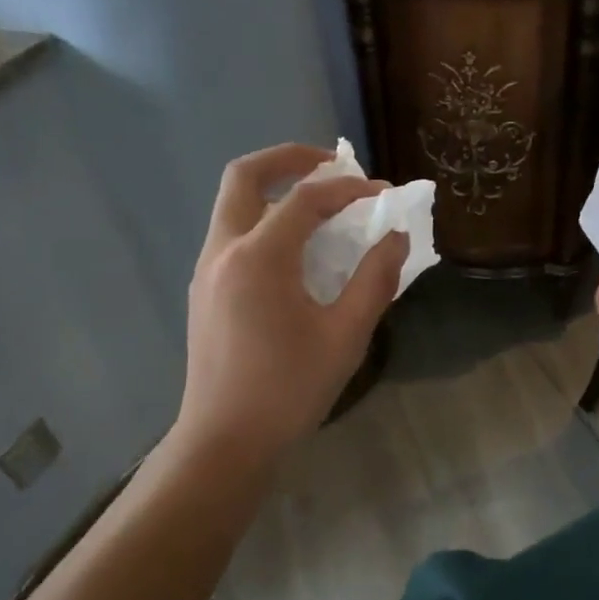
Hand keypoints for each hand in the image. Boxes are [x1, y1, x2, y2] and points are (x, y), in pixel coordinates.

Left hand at [176, 144, 408, 471]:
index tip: (383, 194)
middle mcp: (223, 251)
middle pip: (245, 176)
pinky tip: (295, 251)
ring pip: (232, 204)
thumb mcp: (345, 336)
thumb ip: (374, 280)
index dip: (348, 189)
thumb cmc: (289, 390)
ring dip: (274, 190)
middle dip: (290, 159)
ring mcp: (206, 270)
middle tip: (332, 165)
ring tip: (319, 205)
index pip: (305, 199)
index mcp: (259, 258)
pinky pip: (232, 234)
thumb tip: (395, 238)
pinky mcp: (203, 291)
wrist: (225, 440)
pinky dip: (263, 221)